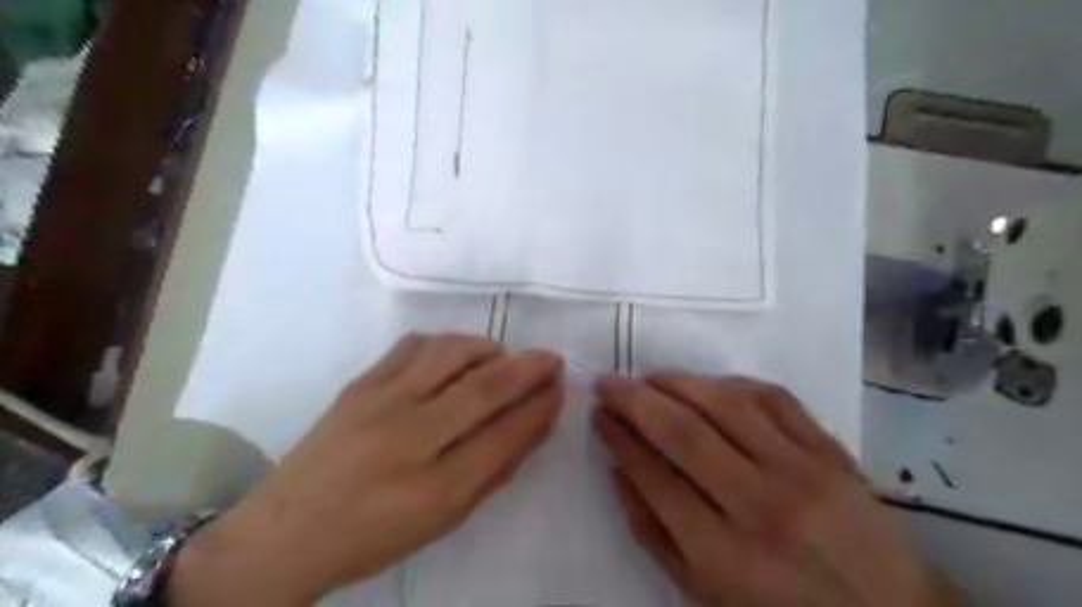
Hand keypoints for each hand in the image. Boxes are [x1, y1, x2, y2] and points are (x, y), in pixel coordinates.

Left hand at [169, 335, 566, 603]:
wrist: (285, 533)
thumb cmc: (374, 537)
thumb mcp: (445, 520)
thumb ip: (495, 471)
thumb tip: (534, 424)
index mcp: (435, 489)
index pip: (506, 433)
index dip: (541, 406)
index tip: (560, 388)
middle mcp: (409, 438)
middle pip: (486, 387)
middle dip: (530, 368)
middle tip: (552, 359)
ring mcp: (380, 403)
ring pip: (452, 353)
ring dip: (490, 349)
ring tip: (504, 358)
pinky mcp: (360, 383)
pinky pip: (415, 344)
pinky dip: (448, 343)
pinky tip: (457, 356)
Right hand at [595, 375, 967, 606]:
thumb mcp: (705, 595)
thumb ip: (654, 533)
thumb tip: (617, 471)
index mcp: (726, 557)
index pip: (655, 478)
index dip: (619, 439)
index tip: (599, 415)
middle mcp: (763, 506)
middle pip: (684, 433)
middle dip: (635, 400)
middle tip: (607, 383)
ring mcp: (804, 472)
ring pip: (725, 404)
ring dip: (677, 382)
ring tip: (648, 378)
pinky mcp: (831, 451)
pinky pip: (773, 398)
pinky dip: (731, 383)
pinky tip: (707, 384)